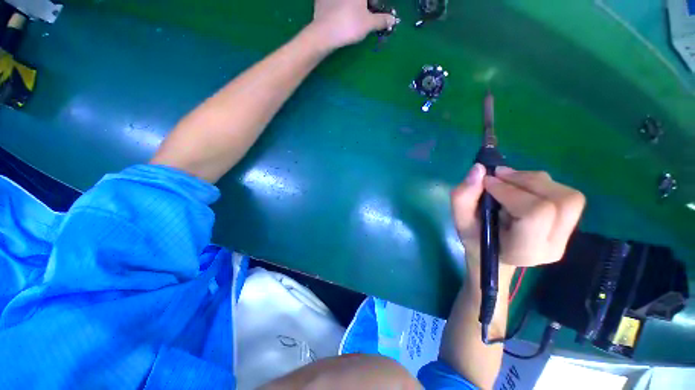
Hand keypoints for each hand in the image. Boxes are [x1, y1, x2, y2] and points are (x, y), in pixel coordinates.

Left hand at [309, 0, 397, 49]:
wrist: (324, 33)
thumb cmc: (349, 25)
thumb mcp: (369, 24)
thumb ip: (381, 20)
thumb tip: (392, 19)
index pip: (370, 0)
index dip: (373, 5)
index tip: (374, 10)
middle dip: (365, 3)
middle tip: (367, 12)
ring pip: (346, 2)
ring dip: (352, 6)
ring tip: (353, 16)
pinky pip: (333, 2)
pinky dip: (338, 6)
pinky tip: (339, 16)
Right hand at [451, 164, 584, 268]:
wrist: (496, 255)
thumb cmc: (475, 239)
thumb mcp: (461, 220)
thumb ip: (463, 196)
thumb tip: (479, 169)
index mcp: (524, 250)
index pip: (535, 213)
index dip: (511, 191)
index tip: (487, 182)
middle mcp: (553, 246)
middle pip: (560, 201)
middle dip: (527, 180)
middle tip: (499, 175)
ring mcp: (565, 237)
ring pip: (568, 196)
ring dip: (535, 180)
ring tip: (509, 180)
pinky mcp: (569, 226)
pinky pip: (567, 196)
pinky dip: (542, 184)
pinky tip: (521, 187)